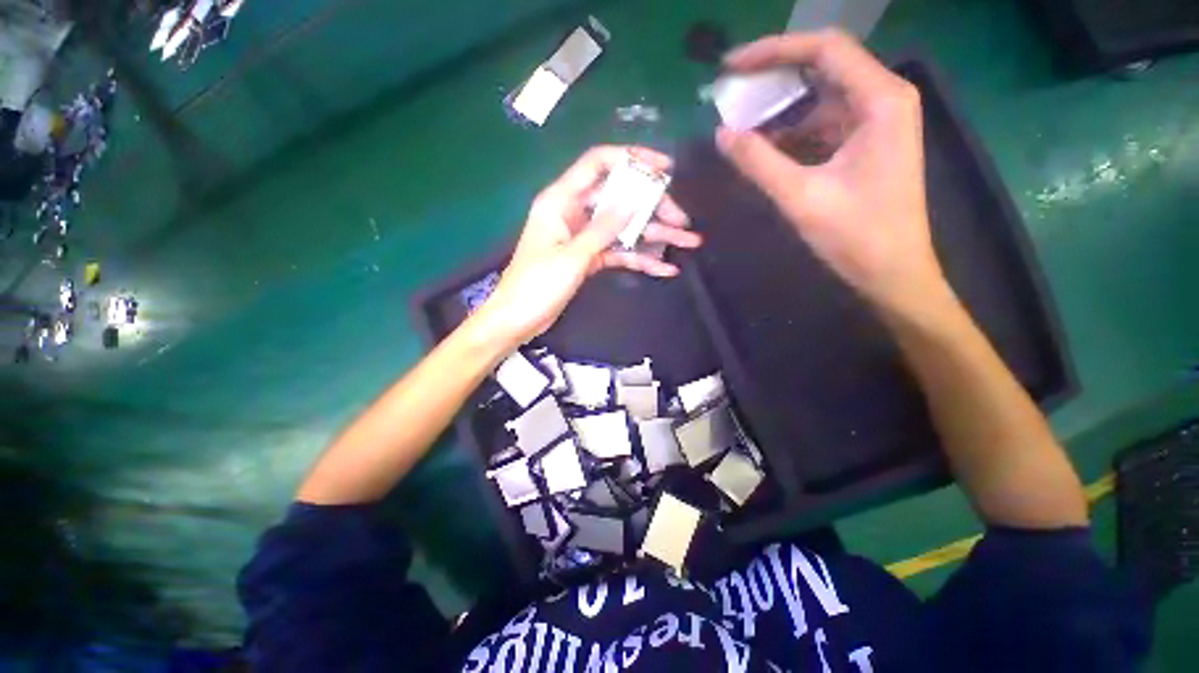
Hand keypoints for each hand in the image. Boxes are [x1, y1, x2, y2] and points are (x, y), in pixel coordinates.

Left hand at [471, 146, 699, 348]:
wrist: (517, 320)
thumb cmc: (536, 286)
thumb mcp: (571, 257)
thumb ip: (602, 229)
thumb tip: (632, 202)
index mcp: (561, 200)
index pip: (598, 164)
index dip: (631, 159)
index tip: (664, 168)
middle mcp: (574, 213)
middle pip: (619, 199)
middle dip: (653, 207)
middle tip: (682, 220)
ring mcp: (584, 237)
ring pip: (624, 228)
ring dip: (655, 235)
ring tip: (688, 242)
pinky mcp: (589, 258)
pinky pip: (619, 252)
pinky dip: (640, 259)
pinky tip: (664, 269)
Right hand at [716, 30, 945, 314]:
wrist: (892, 272)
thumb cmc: (857, 235)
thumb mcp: (801, 197)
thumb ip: (759, 162)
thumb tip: (722, 133)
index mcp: (880, 100)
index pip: (824, 49)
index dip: (774, 50)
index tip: (732, 67)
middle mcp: (882, 99)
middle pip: (823, 67)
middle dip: (774, 77)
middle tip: (731, 92)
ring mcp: (874, 122)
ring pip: (819, 98)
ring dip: (779, 110)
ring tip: (740, 123)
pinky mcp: (864, 144)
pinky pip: (822, 125)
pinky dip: (791, 133)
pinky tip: (764, 147)